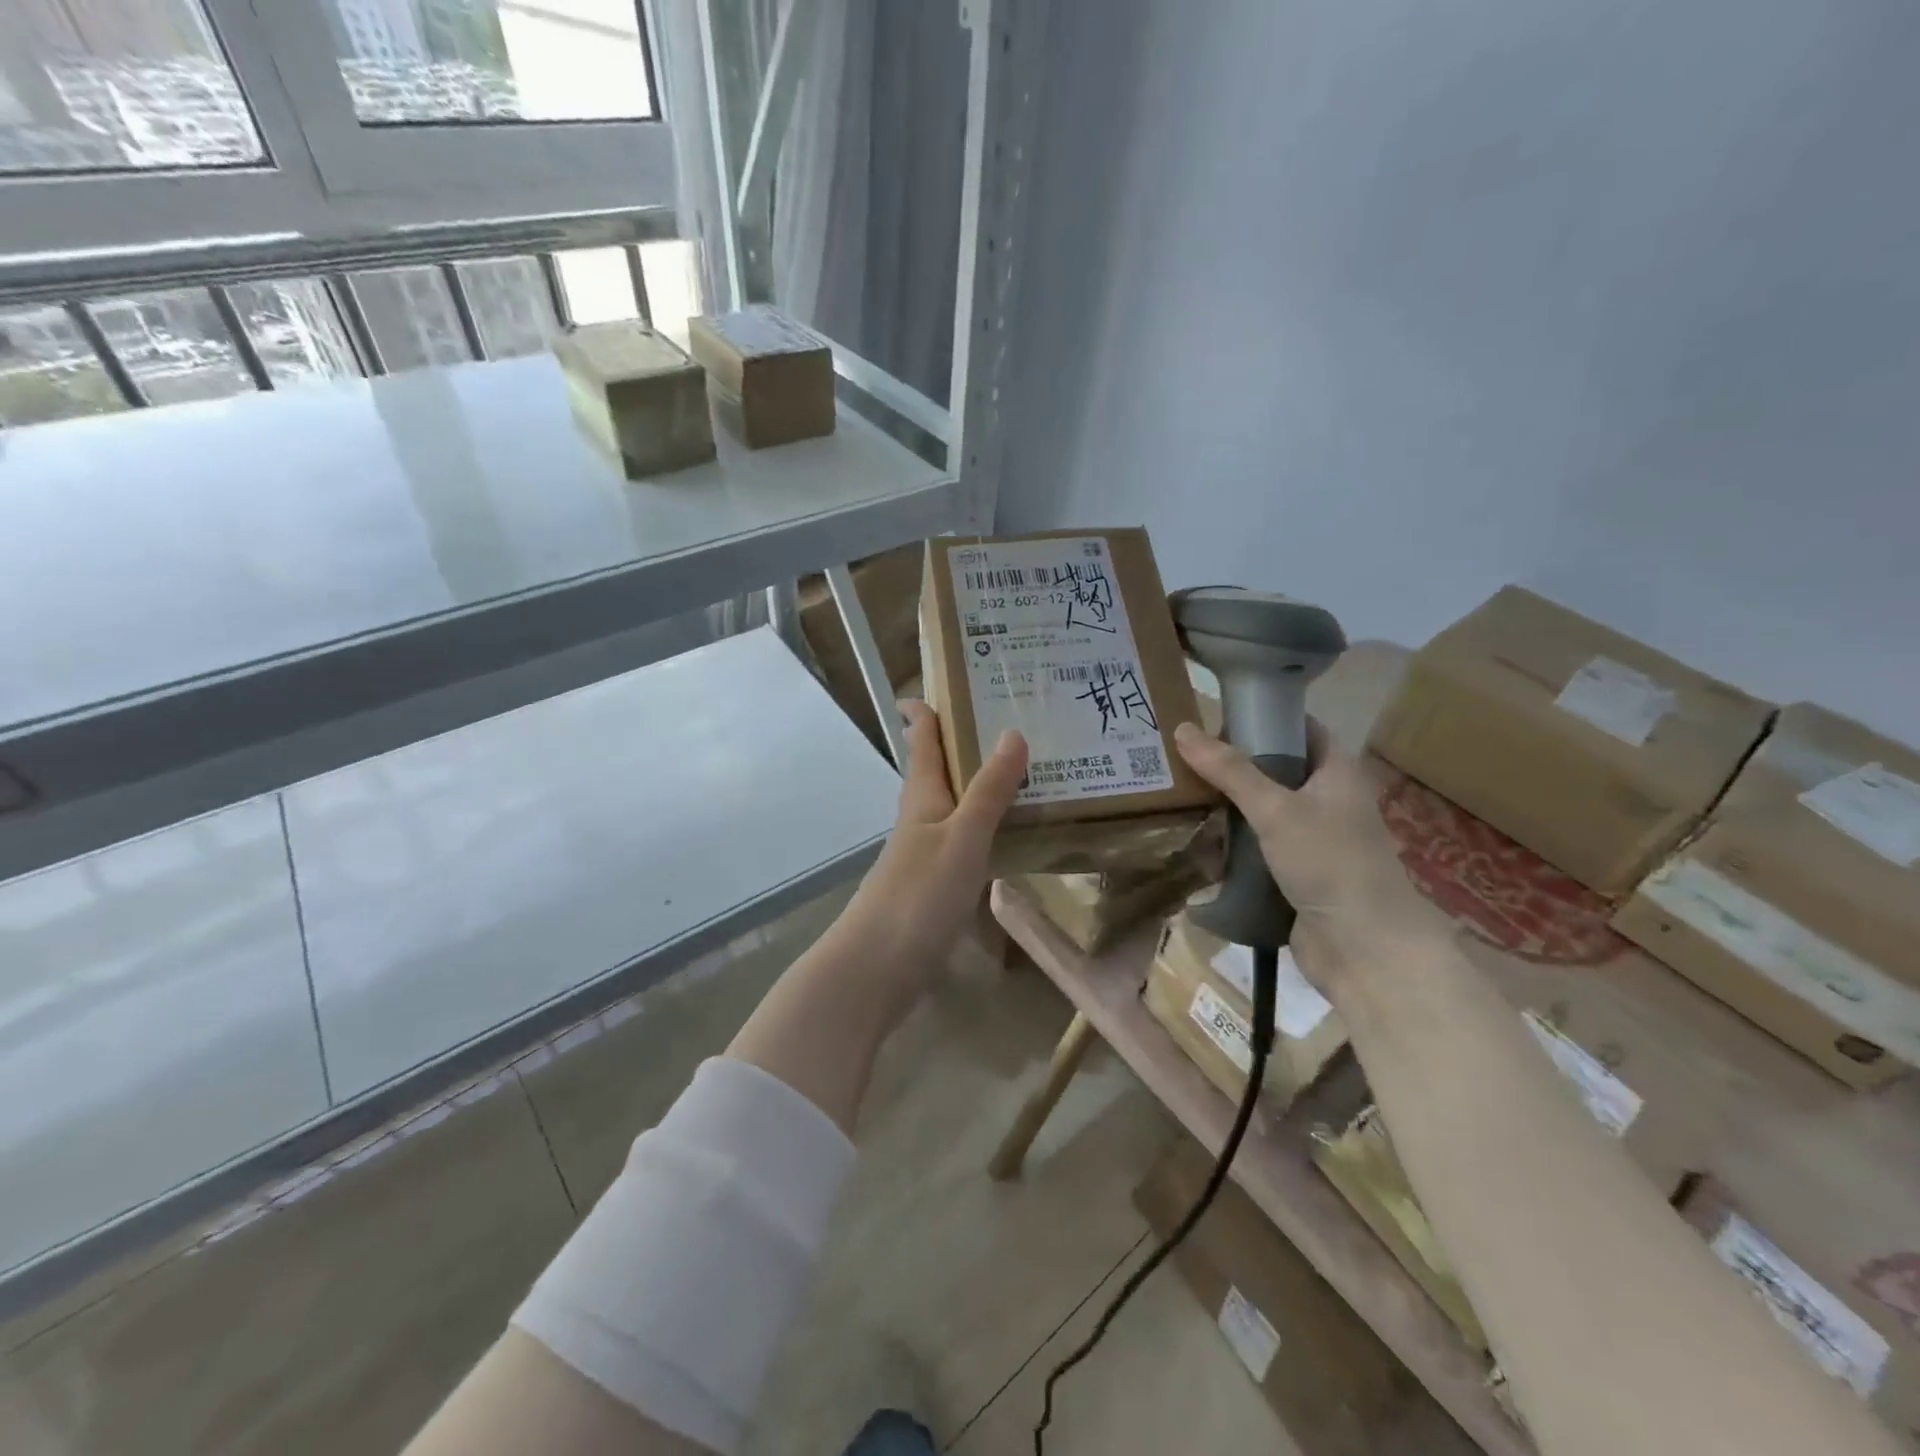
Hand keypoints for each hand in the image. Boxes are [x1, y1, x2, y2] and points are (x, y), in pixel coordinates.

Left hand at [834, 700, 1028, 989]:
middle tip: (1005, 717)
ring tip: (1019, 770)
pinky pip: (962, 840)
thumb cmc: (919, 894)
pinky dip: (983, 825)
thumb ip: (989, 790)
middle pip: (936, 769)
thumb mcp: (962, 837)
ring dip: (976, 784)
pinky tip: (1006, 834)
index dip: (926, 710)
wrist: (877, 968)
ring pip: (952, 805)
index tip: (944, 682)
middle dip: (960, 742)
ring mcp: (924, 854)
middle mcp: (920, 818)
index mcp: (922, 797)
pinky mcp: (933, 886)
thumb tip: (1013, 731)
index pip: (922, 740)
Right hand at [1172, 719, 1447, 992]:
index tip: (1215, 718)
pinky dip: (1231, 843)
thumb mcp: (1276, 809)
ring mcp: (1311, 839)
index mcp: (1336, 772)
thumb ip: (1230, 771)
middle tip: (1183, 757)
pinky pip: (1257, 847)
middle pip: (1274, 770)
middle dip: (1232, 765)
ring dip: (1227, 807)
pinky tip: (1196, 839)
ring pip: (1262, 811)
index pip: (1299, 728)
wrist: (1364, 949)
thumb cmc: (1330, 863)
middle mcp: (1326, 800)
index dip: (1263, 718)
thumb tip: (1183, 729)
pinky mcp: (1294, 873)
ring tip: (1179, 794)